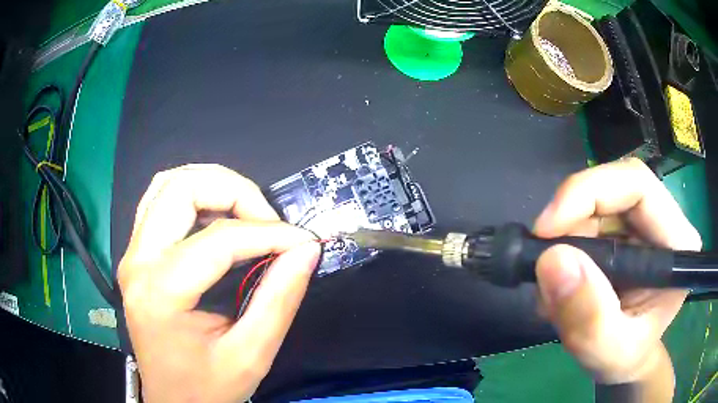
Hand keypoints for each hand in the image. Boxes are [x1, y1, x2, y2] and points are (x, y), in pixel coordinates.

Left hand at [118, 165, 319, 402]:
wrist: (172, 401)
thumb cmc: (207, 388)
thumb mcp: (250, 355)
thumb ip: (279, 300)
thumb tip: (306, 251)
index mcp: (160, 292)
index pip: (220, 240)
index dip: (271, 234)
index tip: (304, 243)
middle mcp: (137, 262)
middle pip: (181, 188)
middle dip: (235, 191)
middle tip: (268, 220)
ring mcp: (132, 254)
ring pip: (167, 184)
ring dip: (212, 186)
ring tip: (247, 213)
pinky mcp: (137, 255)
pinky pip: (160, 201)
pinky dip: (194, 196)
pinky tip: (217, 218)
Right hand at [533, 159, 700, 388]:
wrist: (623, 362)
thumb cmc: (625, 359)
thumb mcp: (609, 353)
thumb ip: (590, 318)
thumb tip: (552, 261)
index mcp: (677, 243)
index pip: (637, 186)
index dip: (590, 193)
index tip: (547, 229)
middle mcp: (662, 221)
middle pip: (612, 188)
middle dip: (570, 220)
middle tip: (544, 263)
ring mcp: (640, 223)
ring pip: (593, 203)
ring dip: (564, 240)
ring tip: (553, 293)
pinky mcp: (621, 231)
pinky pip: (584, 221)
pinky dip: (563, 248)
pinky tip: (560, 286)